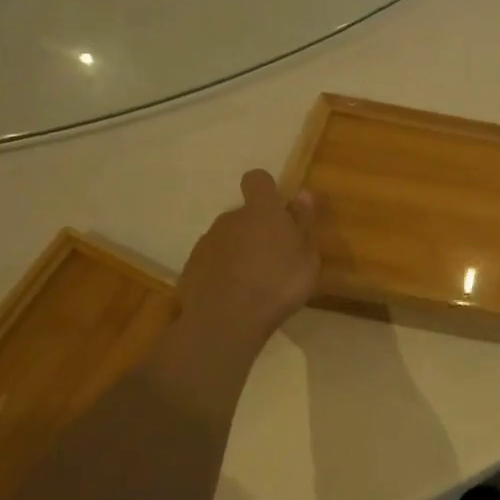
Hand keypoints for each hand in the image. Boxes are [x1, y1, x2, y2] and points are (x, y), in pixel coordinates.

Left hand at [175, 170, 319, 358]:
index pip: (258, 179)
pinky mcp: (191, 266)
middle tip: (274, 259)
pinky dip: (222, 272)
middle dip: (256, 230)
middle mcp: (230, 218)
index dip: (267, 189)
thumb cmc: (278, 284)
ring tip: (254, 283)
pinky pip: (212, 261)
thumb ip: (303, 223)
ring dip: (239, 252)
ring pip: (227, 239)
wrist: (226, 320)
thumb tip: (302, 195)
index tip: (278, 209)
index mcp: (261, 211)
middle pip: (244, 215)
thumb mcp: (307, 257)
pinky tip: (234, 296)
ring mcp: (207, 242)